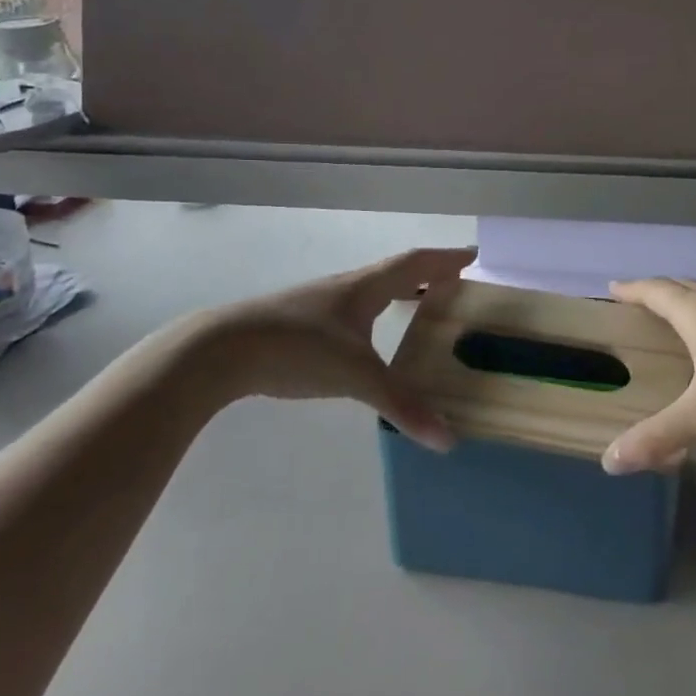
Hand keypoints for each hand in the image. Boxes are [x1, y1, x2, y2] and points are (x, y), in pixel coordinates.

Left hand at [205, 247, 474, 450]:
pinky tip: (366, 339)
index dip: (446, 259)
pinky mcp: (300, 323)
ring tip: (419, 306)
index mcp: (365, 287)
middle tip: (454, 284)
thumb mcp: (356, 376)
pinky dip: (373, 314)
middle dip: (427, 274)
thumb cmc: (297, 349)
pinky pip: (350, 311)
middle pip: (395, 272)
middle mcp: (345, 287)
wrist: (221, 350)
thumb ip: (402, 405)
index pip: (416, 262)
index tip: (474, 256)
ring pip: (370, 291)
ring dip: (399, 292)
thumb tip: (447, 439)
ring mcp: (319, 305)